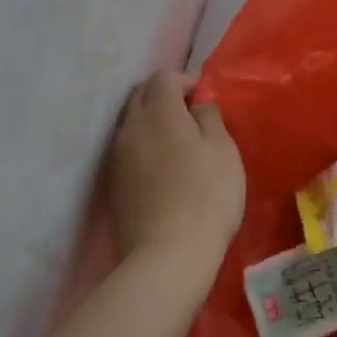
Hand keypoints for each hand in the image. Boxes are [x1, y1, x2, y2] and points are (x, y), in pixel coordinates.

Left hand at [106, 71, 245, 291]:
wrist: (166, 259)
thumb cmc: (205, 196)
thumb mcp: (223, 150)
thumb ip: (209, 117)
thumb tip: (196, 106)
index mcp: (159, 112)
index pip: (163, 77)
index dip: (186, 81)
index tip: (205, 102)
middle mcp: (131, 128)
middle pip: (141, 96)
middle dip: (165, 97)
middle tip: (192, 119)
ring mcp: (117, 159)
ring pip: (132, 124)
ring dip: (153, 124)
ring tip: (179, 145)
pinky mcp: (113, 187)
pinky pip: (128, 151)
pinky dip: (144, 149)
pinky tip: (164, 171)